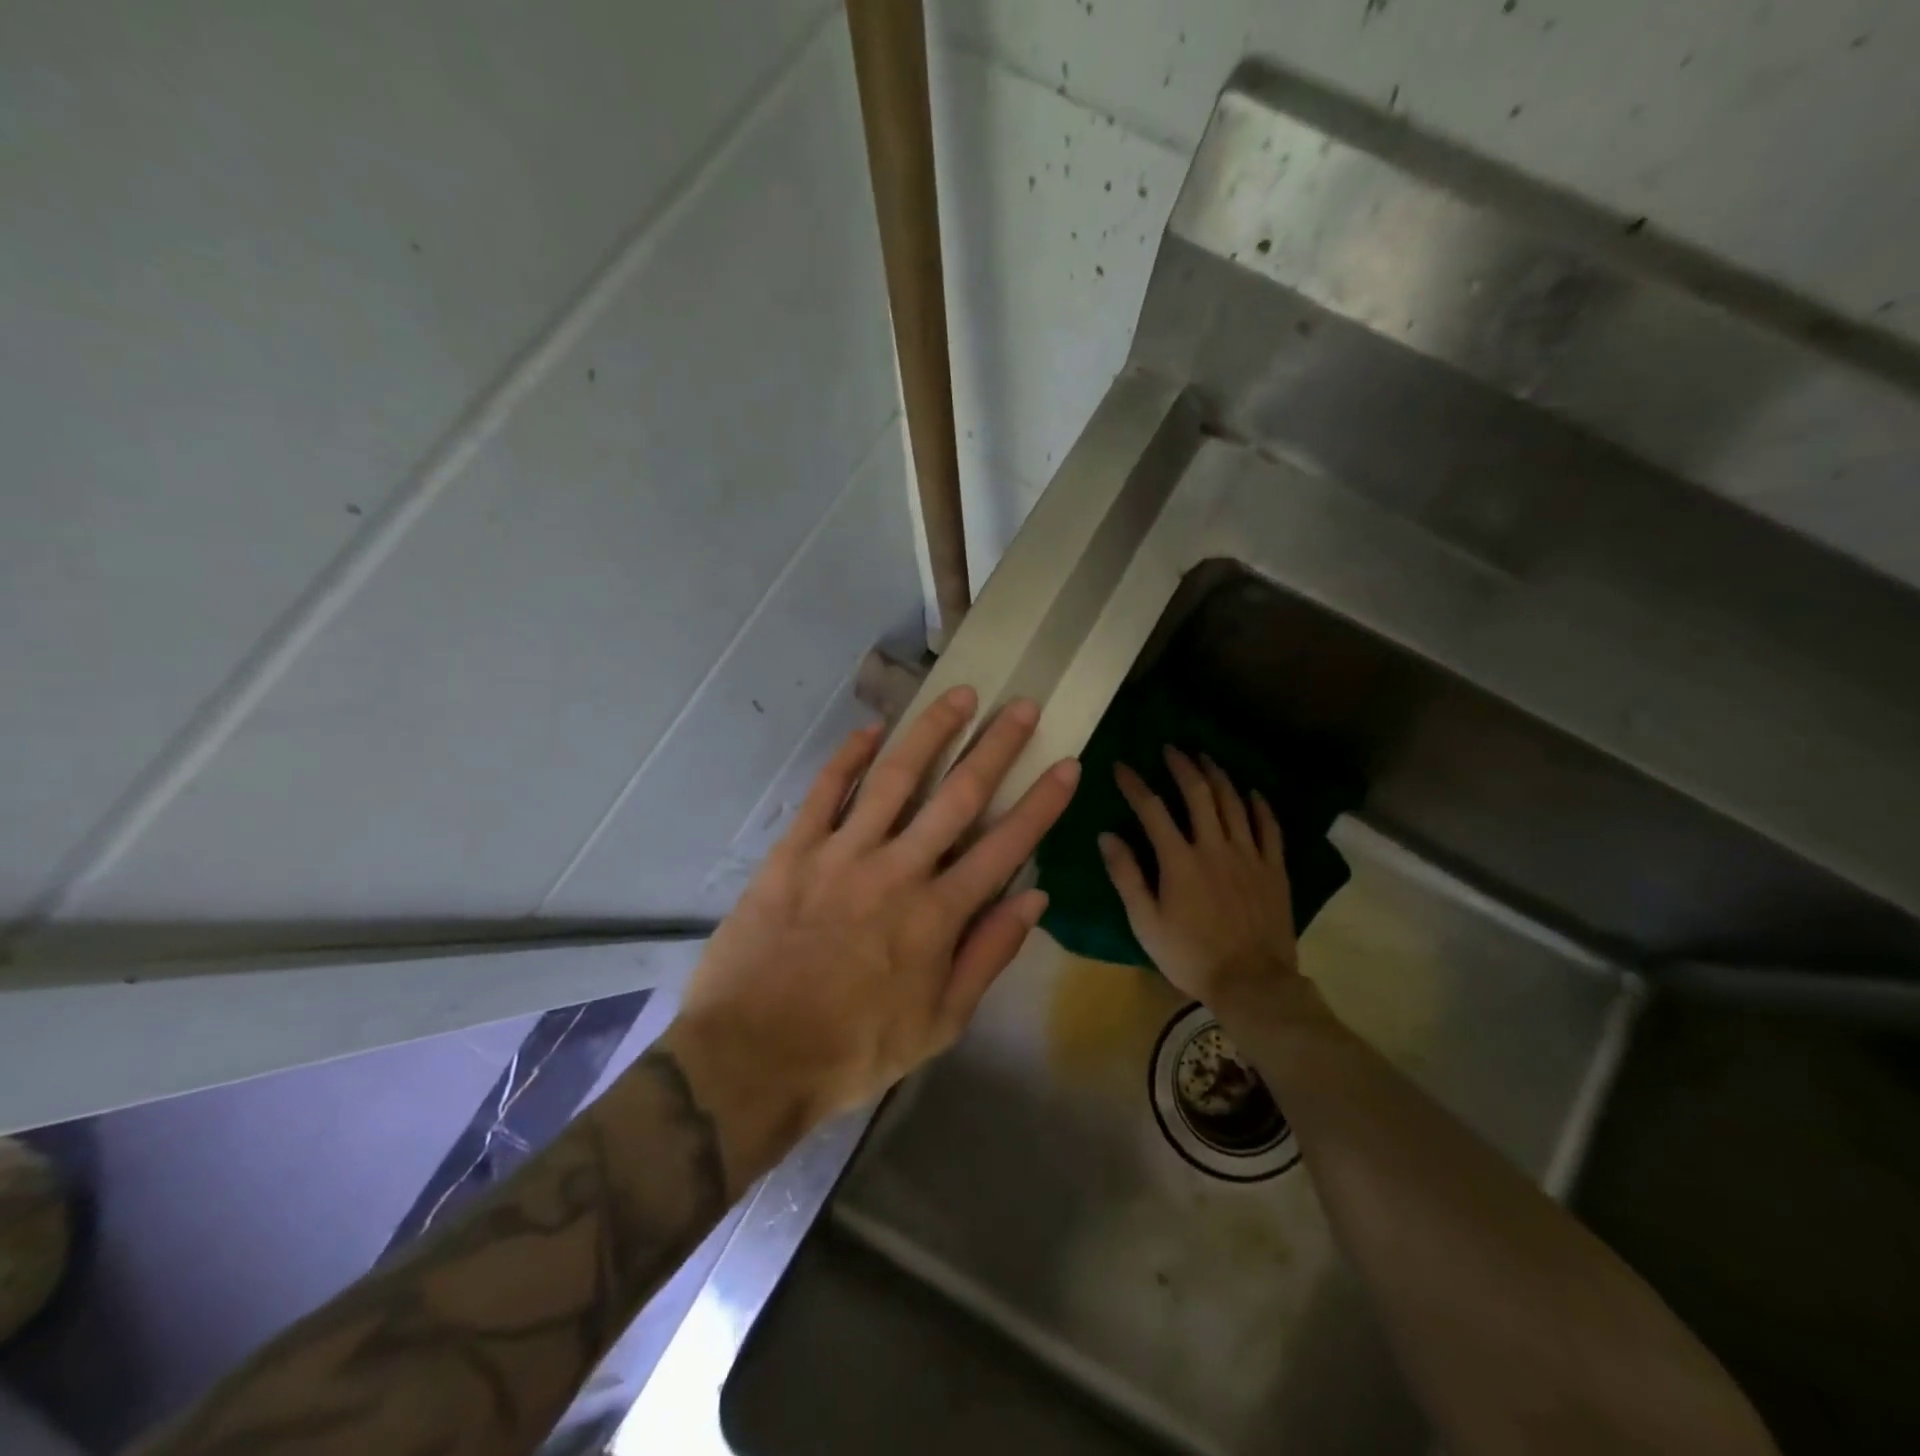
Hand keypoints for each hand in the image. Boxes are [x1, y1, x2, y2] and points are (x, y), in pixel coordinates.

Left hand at [665, 686, 1078, 1182]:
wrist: (752, 1056)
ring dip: (931, 733)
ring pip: (896, 777)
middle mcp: (898, 869)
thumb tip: (1034, 898)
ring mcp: (843, 853)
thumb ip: (988, 955)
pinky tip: (872, 729)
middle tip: (1021, 706)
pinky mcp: (794, 850)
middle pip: (958, 796)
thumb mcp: (940, 1022)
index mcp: (938, 915)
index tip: (1066, 763)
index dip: (1041, 803)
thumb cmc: (854, 1048)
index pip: (1005, 846)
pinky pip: (826, 790)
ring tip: (958, 696)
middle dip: (996, 747)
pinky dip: (849, 756)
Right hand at [1099, 747, 1299, 1015]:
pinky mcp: (1274, 869)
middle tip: (1171, 749)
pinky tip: (1252, 791)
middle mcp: (1215, 847)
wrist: (1253, 984)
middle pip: (1199, 794)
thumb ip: (1126, 876)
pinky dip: (1260, 805)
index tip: (1121, 766)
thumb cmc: (1190, 956)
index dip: (1135, 784)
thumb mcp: (1145, 922)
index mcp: (1180, 860)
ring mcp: (1249, 855)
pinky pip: (1269, 827)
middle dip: (1182, 766)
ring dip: (1218, 776)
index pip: (1152, 810)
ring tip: (1205, 758)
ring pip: (1234, 802)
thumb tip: (1106, 836)